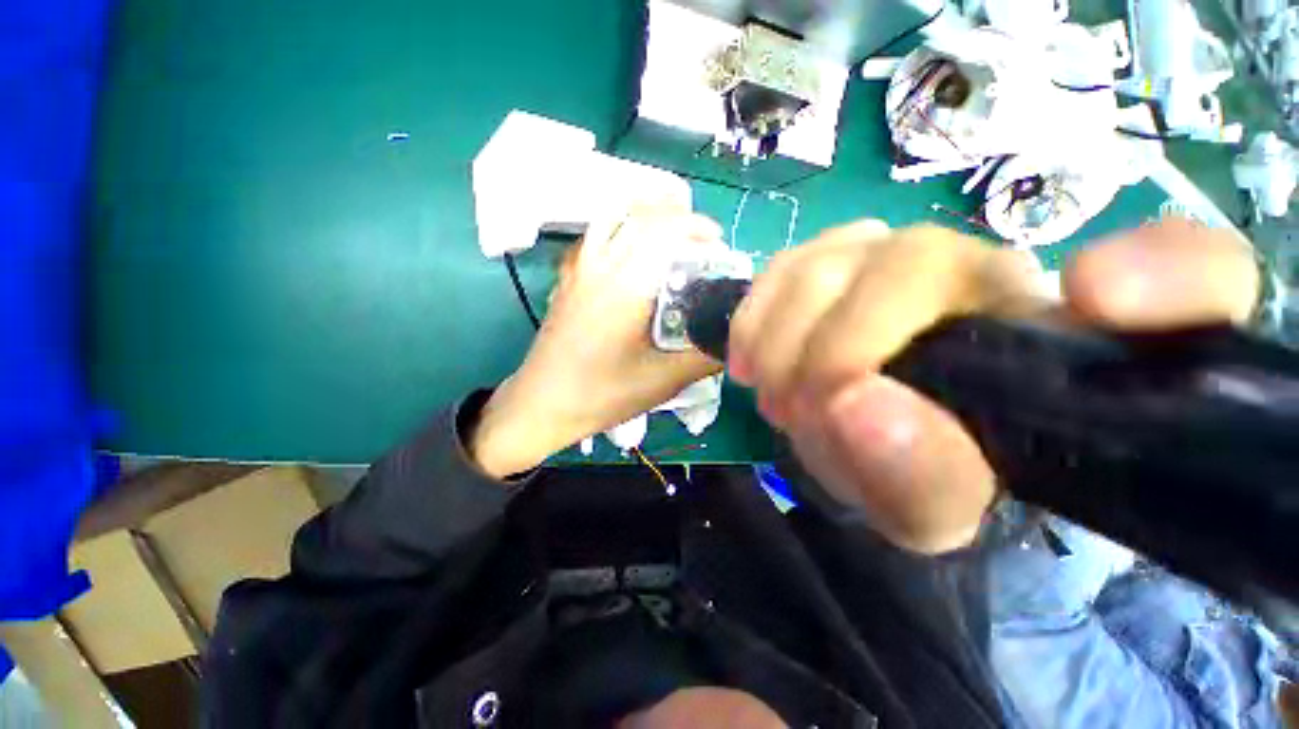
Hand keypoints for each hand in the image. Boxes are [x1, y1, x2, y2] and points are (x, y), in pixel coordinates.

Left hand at [470, 204, 724, 477]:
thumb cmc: (600, 395)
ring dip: (647, 215)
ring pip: (613, 217)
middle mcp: (599, 265)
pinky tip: (631, 253)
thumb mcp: (662, 381)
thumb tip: (734, 337)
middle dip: (677, 216)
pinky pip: (595, 235)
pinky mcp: (567, 278)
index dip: (695, 226)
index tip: (717, 245)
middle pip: (639, 214)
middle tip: (701, 243)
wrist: (541, 404)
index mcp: (625, 286)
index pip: (663, 229)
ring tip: (671, 236)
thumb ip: (705, 357)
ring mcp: (577, 269)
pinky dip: (621, 227)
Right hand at [728, 219, 1259, 552]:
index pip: (1191, 271)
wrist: (859, 438)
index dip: (1164, 272)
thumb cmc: (911, 474)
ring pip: (837, 258)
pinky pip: (787, 263)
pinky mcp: (831, 261)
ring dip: (783, 339)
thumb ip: (921, 483)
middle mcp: (992, 273)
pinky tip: (750, 354)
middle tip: (797, 414)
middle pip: (910, 267)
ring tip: (772, 394)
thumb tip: (857, 405)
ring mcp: (899, 254)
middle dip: (834, 352)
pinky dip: (757, 312)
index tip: (1098, 296)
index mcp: (1062, 343)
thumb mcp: (928, 514)